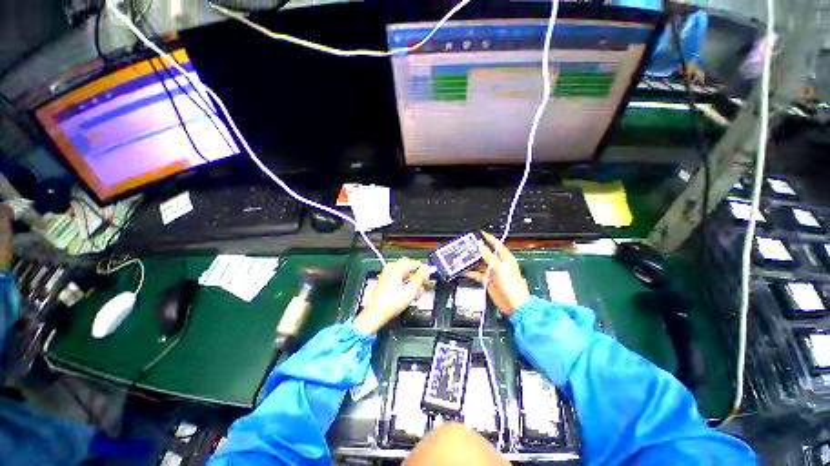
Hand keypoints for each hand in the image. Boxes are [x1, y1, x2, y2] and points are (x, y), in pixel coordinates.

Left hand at [354, 258, 432, 334]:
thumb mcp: (410, 290)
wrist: (375, 315)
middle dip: (417, 275)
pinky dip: (404, 283)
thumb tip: (427, 268)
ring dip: (411, 280)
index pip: (415, 263)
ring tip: (416, 292)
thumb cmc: (392, 303)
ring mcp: (386, 275)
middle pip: (408, 267)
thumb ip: (420, 277)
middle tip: (422, 284)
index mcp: (397, 267)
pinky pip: (397, 278)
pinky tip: (408, 294)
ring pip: (403, 273)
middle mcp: (391, 268)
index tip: (428, 280)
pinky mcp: (384, 282)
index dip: (423, 271)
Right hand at [464, 231, 529, 316]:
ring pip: (480, 264)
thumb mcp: (499, 269)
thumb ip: (489, 257)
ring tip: (463, 257)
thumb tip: (481, 247)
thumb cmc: (513, 287)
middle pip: (485, 253)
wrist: (514, 305)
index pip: (496, 244)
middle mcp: (499, 264)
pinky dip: (470, 272)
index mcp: (505, 258)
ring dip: (472, 261)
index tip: (480, 233)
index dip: (488, 238)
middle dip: (477, 250)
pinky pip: (477, 274)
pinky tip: (464, 270)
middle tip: (467, 246)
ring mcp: (493, 272)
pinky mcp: (488, 280)